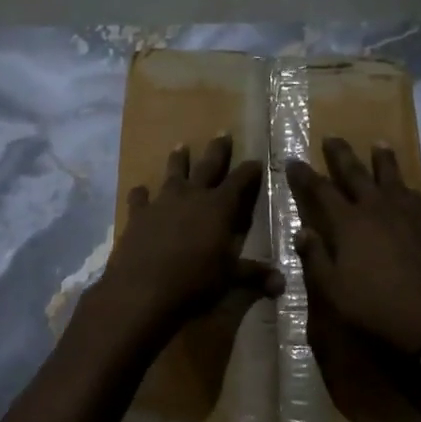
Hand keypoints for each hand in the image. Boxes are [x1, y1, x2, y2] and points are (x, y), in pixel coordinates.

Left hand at [94, 135, 282, 340]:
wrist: (142, 289)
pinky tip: (140, 190)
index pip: (240, 181)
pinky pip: (139, 198)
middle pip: (208, 166)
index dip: (250, 170)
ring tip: (180, 146)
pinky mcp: (138, 215)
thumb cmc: (194, 281)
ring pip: (173, 173)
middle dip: (218, 150)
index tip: (257, 160)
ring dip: (178, 160)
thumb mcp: (229, 279)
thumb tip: (282, 284)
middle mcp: (192, 196)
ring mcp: (162, 202)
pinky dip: (140, 193)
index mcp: (219, 207)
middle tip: (222, 132)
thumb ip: (254, 275)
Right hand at [286, 138, 420, 358]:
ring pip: (391, 176)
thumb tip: (302, 231)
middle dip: (341, 154)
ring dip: (381, 159)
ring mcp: (407, 214)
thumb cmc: (375, 306)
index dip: (305, 175)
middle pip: (356, 173)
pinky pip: (414, 194)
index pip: (320, 191)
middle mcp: (376, 209)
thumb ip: (316, 258)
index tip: (293, 160)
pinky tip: (405, 186)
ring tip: (378, 143)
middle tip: (332, 137)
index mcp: (348, 223)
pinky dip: (404, 185)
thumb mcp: (333, 289)